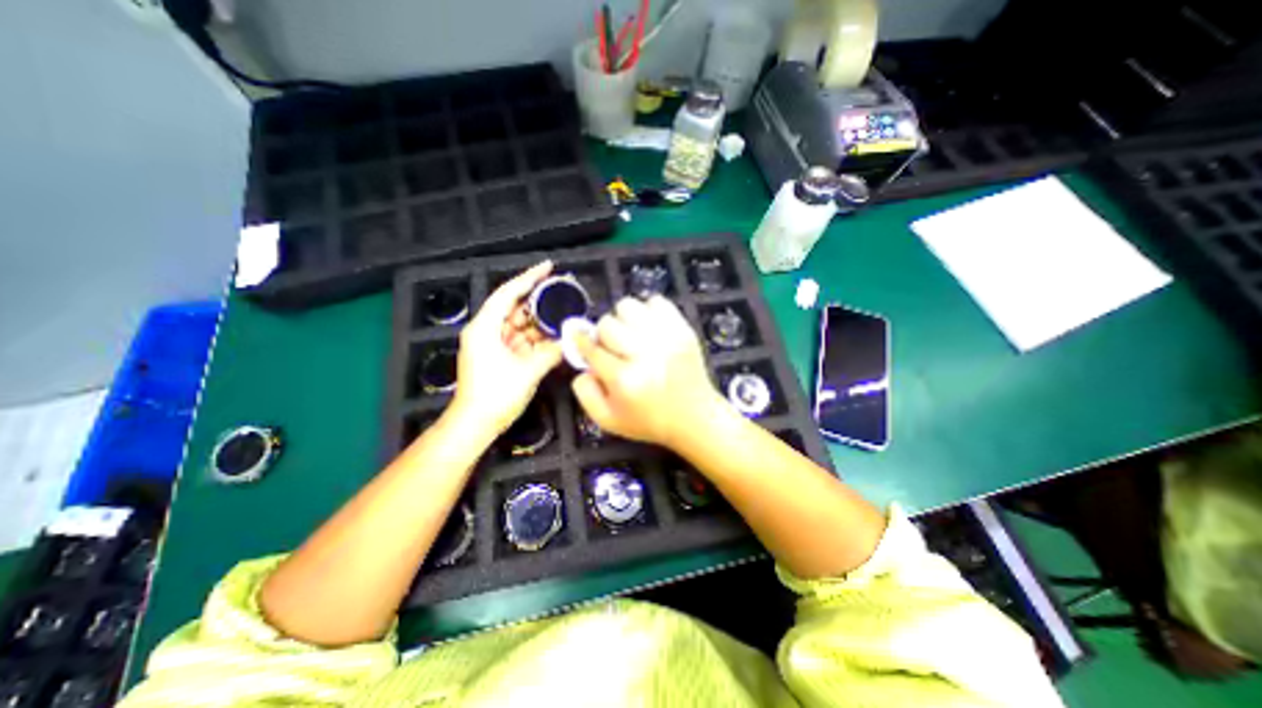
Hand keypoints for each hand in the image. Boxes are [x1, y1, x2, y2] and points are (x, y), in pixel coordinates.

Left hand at [447, 259, 554, 433]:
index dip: (529, 278)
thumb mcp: (528, 372)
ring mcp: (492, 344)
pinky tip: (555, 335)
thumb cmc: (496, 395)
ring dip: (541, 322)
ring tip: (564, 315)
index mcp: (485, 328)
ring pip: (520, 325)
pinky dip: (537, 338)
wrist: (476, 424)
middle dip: (539, 302)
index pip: (508, 294)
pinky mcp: (498, 356)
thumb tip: (571, 342)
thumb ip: (552, 353)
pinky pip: (521, 340)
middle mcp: (486, 331)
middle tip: (563, 293)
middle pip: (515, 308)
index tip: (548, 267)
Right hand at [572, 295, 719, 443]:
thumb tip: (583, 364)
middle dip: (604, 335)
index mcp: (624, 380)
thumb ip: (585, 393)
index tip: (581, 339)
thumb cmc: (649, 421)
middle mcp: (644, 354)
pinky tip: (650, 328)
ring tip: (631, 334)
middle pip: (607, 324)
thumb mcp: (608, 420)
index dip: (582, 342)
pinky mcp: (683, 329)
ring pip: (628, 306)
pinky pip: (656, 301)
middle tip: (614, 347)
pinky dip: (648, 311)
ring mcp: (666, 338)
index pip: (592, 348)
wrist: (694, 417)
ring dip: (624, 319)